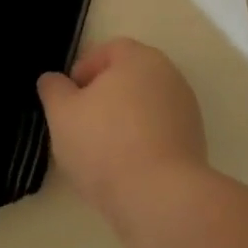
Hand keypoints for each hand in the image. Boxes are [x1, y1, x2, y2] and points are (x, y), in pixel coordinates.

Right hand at [37, 38, 208, 213]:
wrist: (160, 197)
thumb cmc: (105, 144)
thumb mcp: (62, 114)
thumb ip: (54, 90)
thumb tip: (54, 80)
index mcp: (139, 58)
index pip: (108, 51)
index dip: (83, 70)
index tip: (68, 99)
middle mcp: (169, 75)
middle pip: (128, 78)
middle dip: (103, 96)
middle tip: (80, 124)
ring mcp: (186, 109)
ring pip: (144, 106)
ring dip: (122, 120)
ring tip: (100, 152)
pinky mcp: (194, 141)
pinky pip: (159, 132)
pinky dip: (141, 142)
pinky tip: (124, 167)